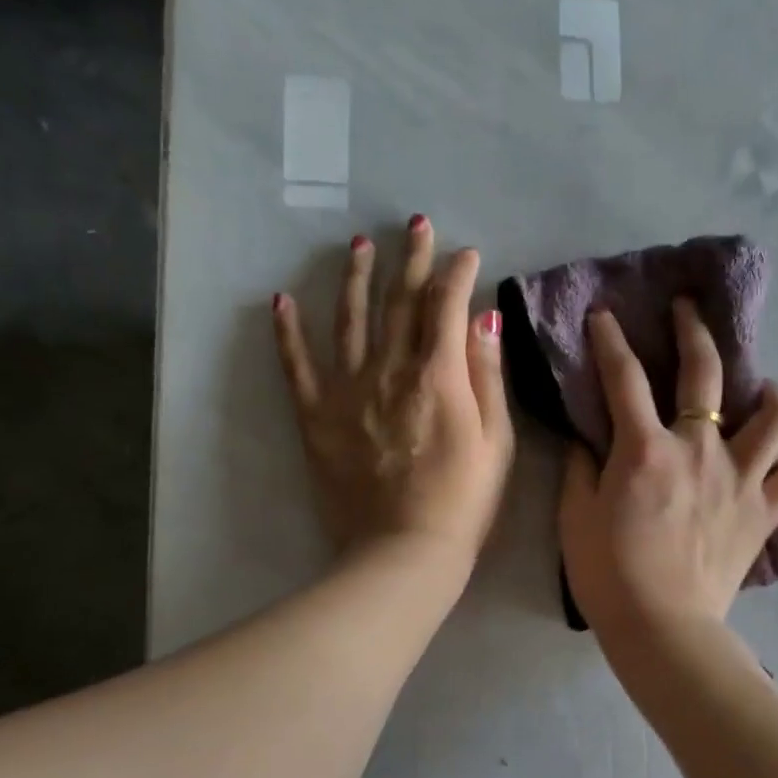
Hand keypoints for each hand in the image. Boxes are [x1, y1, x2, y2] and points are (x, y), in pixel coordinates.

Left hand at [274, 216, 513, 573]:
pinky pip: (297, 367)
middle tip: (416, 225)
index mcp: (437, 375)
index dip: (458, 273)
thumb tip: (482, 316)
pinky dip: (288, 332)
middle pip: (400, 302)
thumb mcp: (497, 441)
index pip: (447, 305)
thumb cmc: (464, 502)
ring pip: (349, 320)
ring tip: (359, 245)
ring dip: (356, 278)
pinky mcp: (317, 417)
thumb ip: (487, 375)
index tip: (467, 254)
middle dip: (411, 259)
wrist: (404, 553)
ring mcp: (347, 391)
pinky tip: (281, 301)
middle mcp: (389, 370)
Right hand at [559, 299, 777, 644]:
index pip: (624, 377)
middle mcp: (699, 451)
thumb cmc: (608, 575)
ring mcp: (740, 480)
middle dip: (694, 330)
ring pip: (777, 419)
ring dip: (771, 394)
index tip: (605, 315)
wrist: (661, 628)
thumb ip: (581, 468)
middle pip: (705, 373)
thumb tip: (589, 438)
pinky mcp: (764, 513)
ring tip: (763, 390)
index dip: (610, 339)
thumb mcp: (574, 518)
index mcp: (645, 449)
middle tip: (689, 311)